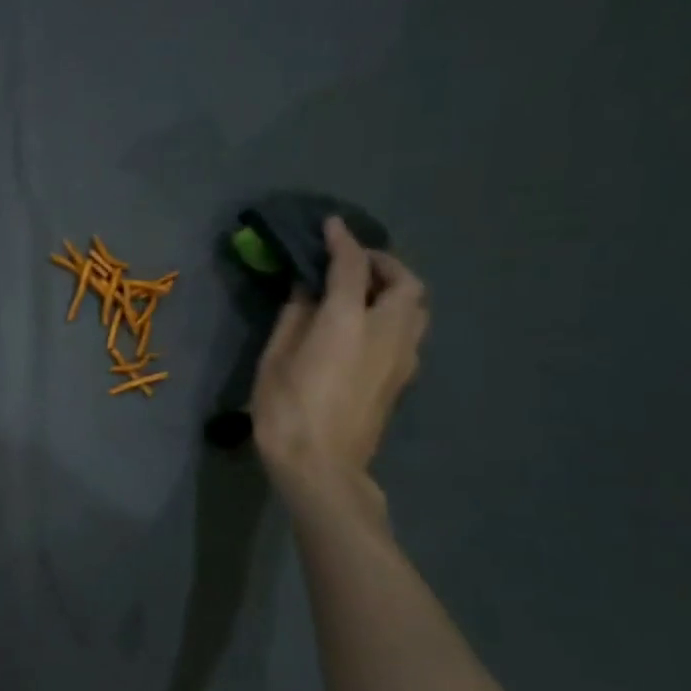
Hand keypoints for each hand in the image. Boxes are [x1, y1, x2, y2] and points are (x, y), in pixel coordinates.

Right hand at [252, 217, 428, 503]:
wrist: (322, 466)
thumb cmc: (285, 410)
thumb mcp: (275, 358)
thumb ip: (295, 316)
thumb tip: (307, 289)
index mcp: (347, 321)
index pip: (351, 266)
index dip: (341, 240)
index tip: (331, 224)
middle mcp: (386, 331)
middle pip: (404, 282)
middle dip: (382, 263)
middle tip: (353, 262)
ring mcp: (402, 356)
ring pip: (415, 307)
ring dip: (395, 289)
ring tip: (364, 292)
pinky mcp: (403, 377)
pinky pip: (410, 330)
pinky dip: (394, 314)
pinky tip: (367, 326)